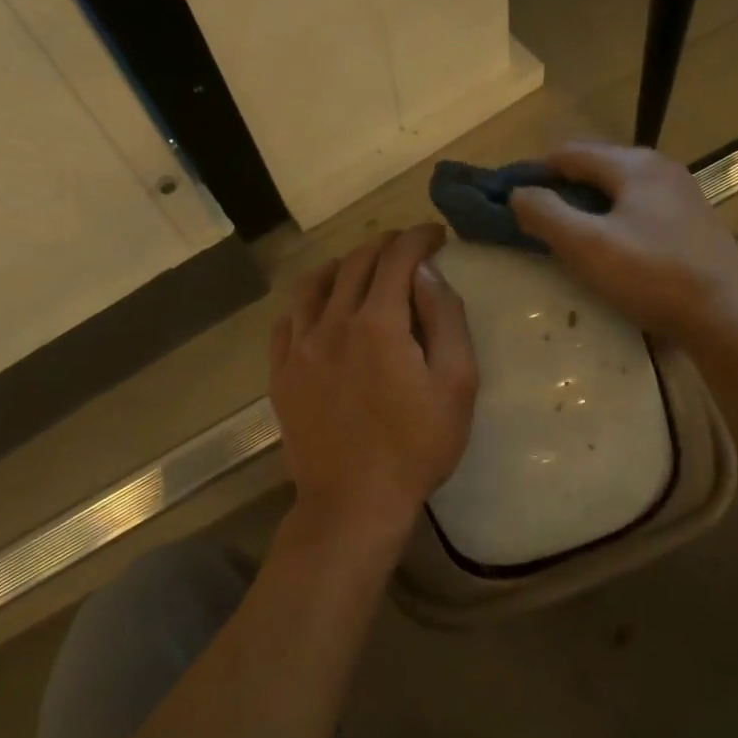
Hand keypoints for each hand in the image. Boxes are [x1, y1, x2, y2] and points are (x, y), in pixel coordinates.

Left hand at [270, 224, 478, 548]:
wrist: (353, 502)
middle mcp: (332, 323)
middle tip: (406, 250)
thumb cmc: (416, 447)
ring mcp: (299, 348)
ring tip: (360, 270)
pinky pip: (287, 321)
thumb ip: (446, 319)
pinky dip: (307, 303)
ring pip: (315, 285)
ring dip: (342, 267)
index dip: (418, 238)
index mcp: (378, 323)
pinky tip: (319, 310)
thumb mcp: (456, 384)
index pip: (397, 258)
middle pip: (355, 263)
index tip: (435, 236)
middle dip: (384, 246)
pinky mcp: (281, 374)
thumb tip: (427, 273)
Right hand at [509, 141, 737, 348]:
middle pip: (594, 168)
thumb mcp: (587, 246)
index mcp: (633, 164)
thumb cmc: (653, 275)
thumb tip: (517, 193)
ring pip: (617, 192)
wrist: (730, 315)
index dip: (534, 172)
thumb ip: (546, 214)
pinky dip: (612, 223)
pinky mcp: (691, 225)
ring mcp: (680, 196)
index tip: (509, 200)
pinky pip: (637, 211)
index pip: (568, 153)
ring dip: (586, 209)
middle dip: (560, 190)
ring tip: (563, 239)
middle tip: (532, 223)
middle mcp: (659, 169)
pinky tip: (607, 252)